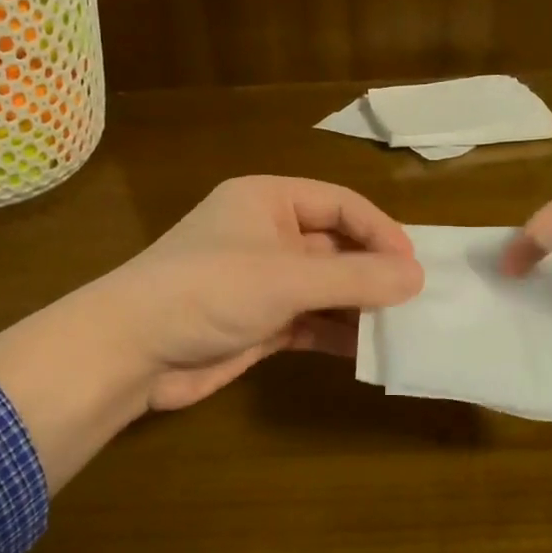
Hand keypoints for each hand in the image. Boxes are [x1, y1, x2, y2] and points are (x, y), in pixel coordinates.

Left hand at [0, 176, 422, 491]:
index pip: (340, 204)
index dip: (381, 231)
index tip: (415, 266)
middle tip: (418, 301)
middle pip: (335, 247)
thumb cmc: (210, 290)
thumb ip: (355, 278)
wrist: (133, 350)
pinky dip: (336, 334)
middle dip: (373, 273)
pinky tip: (368, 351)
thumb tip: (417, 277)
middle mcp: (266, 235)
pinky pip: (310, 322)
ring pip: (325, 288)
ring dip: (359, 307)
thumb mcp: (288, 278)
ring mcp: (261, 281)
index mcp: (268, 201)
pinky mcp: (258, 323)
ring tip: (402, 329)